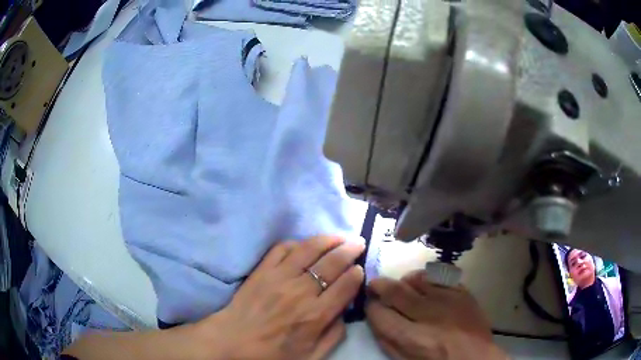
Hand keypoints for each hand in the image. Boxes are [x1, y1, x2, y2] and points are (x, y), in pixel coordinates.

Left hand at [196, 235, 364, 359]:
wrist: (233, 341)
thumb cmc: (273, 353)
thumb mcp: (311, 356)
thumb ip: (334, 335)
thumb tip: (345, 312)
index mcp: (315, 315)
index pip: (345, 286)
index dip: (357, 274)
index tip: (360, 269)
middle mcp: (301, 292)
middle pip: (332, 263)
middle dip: (350, 250)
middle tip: (358, 243)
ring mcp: (279, 277)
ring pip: (310, 249)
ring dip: (329, 239)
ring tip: (339, 237)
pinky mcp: (262, 270)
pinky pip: (282, 248)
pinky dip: (297, 243)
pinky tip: (305, 245)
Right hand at [366, 270, 506, 359]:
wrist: (476, 357)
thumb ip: (387, 340)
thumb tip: (375, 318)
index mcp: (414, 338)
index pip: (380, 314)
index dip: (370, 307)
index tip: (369, 305)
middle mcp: (430, 314)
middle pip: (396, 291)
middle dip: (380, 285)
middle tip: (374, 286)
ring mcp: (449, 299)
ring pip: (417, 278)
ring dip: (403, 280)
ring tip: (401, 287)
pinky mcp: (463, 291)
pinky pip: (439, 275)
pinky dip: (426, 278)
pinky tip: (424, 285)